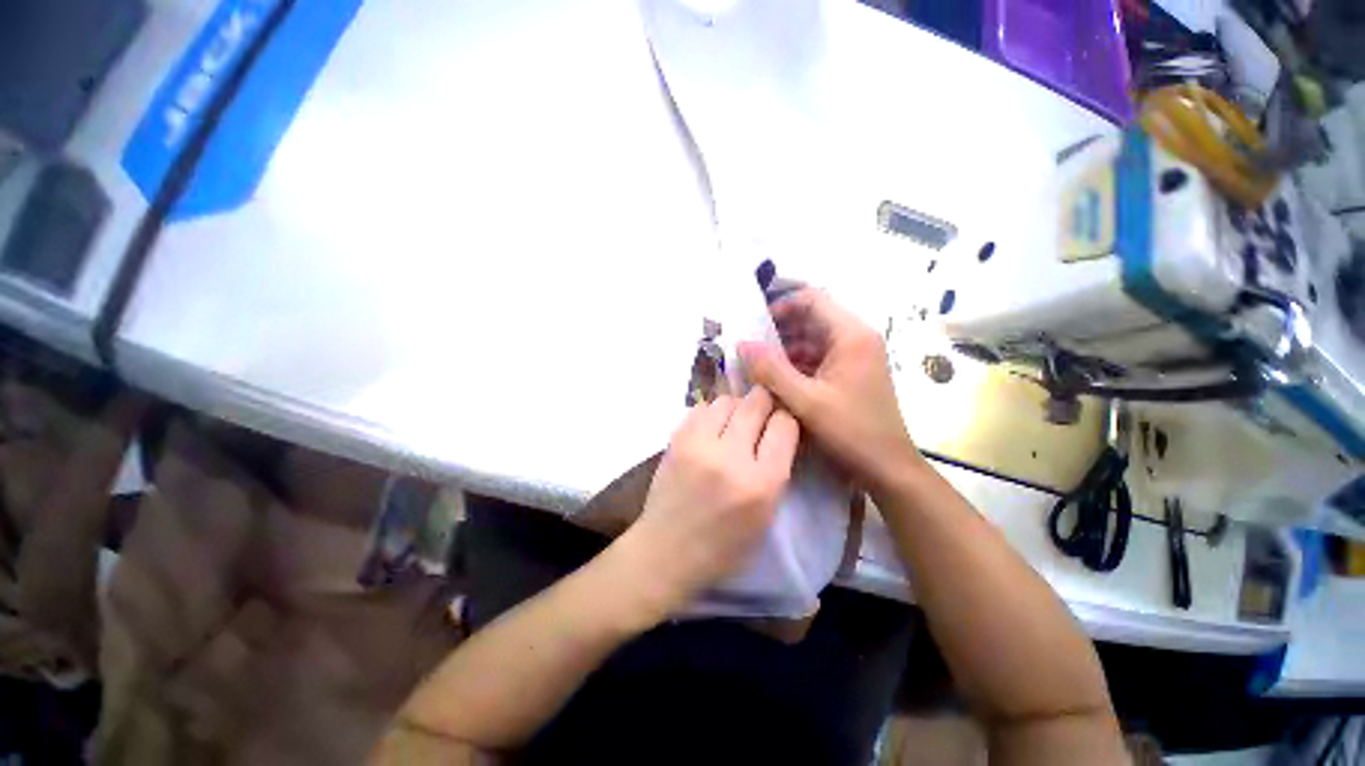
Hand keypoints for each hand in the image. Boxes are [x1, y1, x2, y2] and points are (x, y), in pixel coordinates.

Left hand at [620, 387, 799, 612]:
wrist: (666, 551)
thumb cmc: (723, 546)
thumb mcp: (766, 517)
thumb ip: (776, 471)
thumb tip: (777, 430)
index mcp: (761, 483)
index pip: (784, 425)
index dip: (786, 420)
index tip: (781, 424)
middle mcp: (731, 457)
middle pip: (756, 403)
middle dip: (764, 403)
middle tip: (761, 414)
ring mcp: (699, 444)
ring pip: (727, 400)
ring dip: (736, 407)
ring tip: (733, 424)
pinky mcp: (676, 440)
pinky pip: (701, 408)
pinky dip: (711, 414)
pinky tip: (710, 430)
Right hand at [739, 288, 920, 491]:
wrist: (887, 467)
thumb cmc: (850, 431)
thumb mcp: (805, 401)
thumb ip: (771, 371)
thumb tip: (742, 343)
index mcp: (851, 335)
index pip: (813, 299)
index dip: (782, 305)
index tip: (756, 323)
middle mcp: (856, 338)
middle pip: (813, 317)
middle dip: (780, 329)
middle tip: (751, 345)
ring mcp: (854, 356)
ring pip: (813, 338)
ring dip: (786, 348)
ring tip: (759, 363)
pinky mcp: (850, 372)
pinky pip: (818, 357)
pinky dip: (797, 363)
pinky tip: (777, 378)